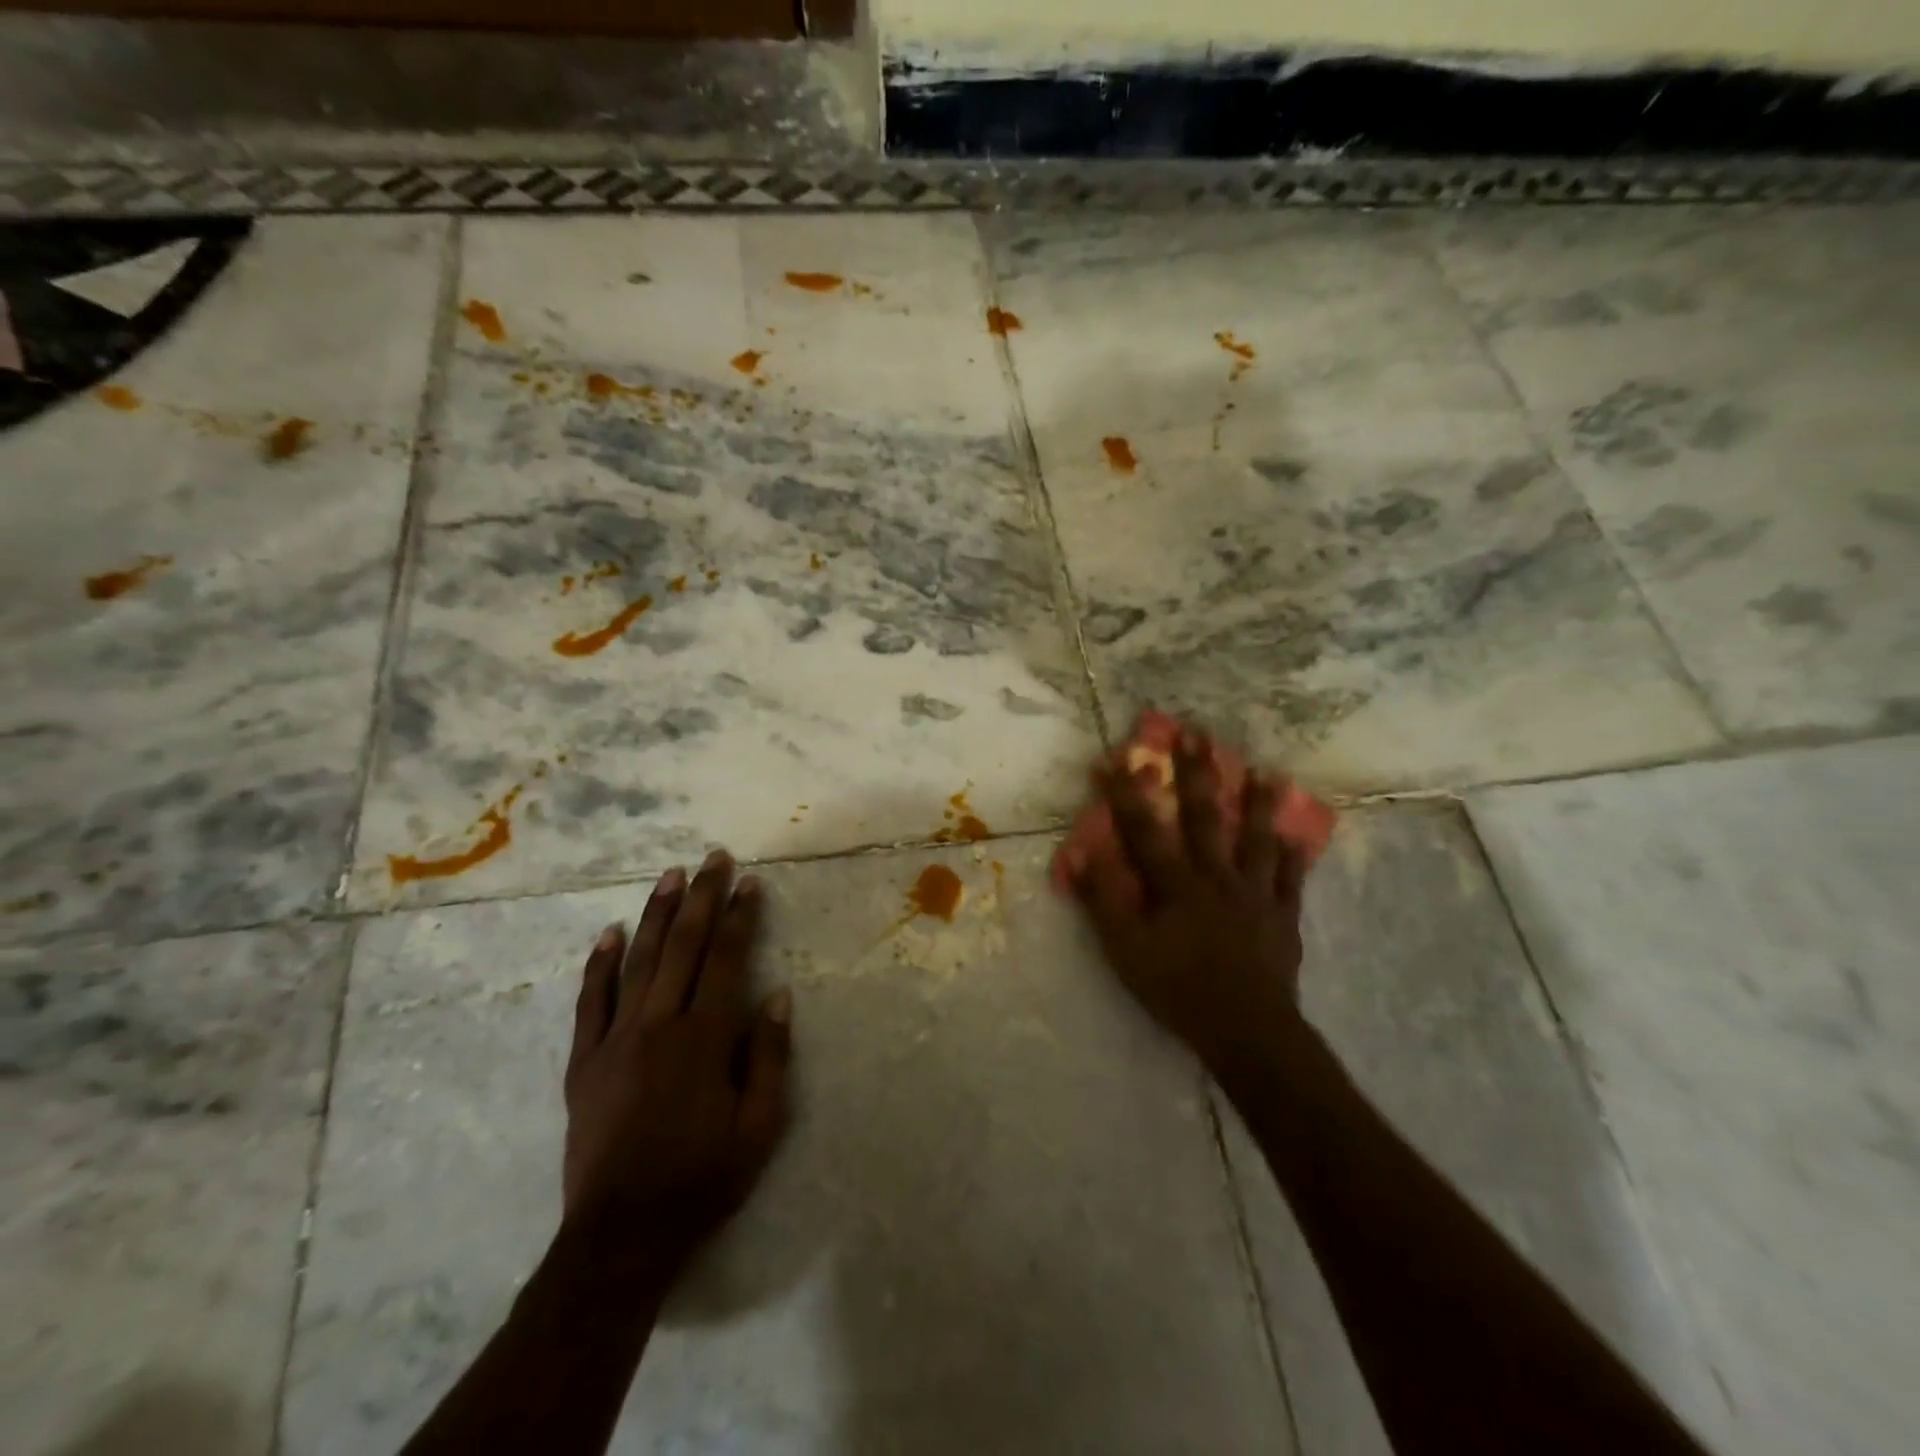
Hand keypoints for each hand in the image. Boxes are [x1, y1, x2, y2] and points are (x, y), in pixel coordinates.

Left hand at [562, 850, 791, 1262]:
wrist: (620, 1237)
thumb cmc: (702, 1180)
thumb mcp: (759, 1127)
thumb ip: (768, 1056)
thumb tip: (777, 995)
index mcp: (704, 1038)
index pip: (727, 959)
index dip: (740, 917)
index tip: (749, 882)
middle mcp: (659, 1025)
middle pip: (683, 946)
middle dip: (702, 897)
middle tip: (713, 858)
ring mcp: (615, 1040)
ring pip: (638, 961)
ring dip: (656, 914)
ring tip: (670, 875)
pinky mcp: (584, 1062)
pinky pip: (590, 1002)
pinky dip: (598, 965)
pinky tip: (606, 933)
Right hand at [1069, 730, 1306, 1068]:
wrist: (1247, 1031)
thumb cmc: (1177, 990)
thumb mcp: (1125, 951)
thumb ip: (1105, 901)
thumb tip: (1086, 854)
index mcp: (1176, 884)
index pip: (1145, 829)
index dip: (1126, 792)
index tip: (1116, 757)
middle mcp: (1217, 877)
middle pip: (1205, 817)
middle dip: (1197, 773)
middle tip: (1197, 733)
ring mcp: (1255, 894)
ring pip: (1256, 838)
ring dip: (1258, 802)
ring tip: (1264, 770)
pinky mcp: (1283, 916)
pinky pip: (1290, 879)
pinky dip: (1293, 856)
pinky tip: (1296, 835)